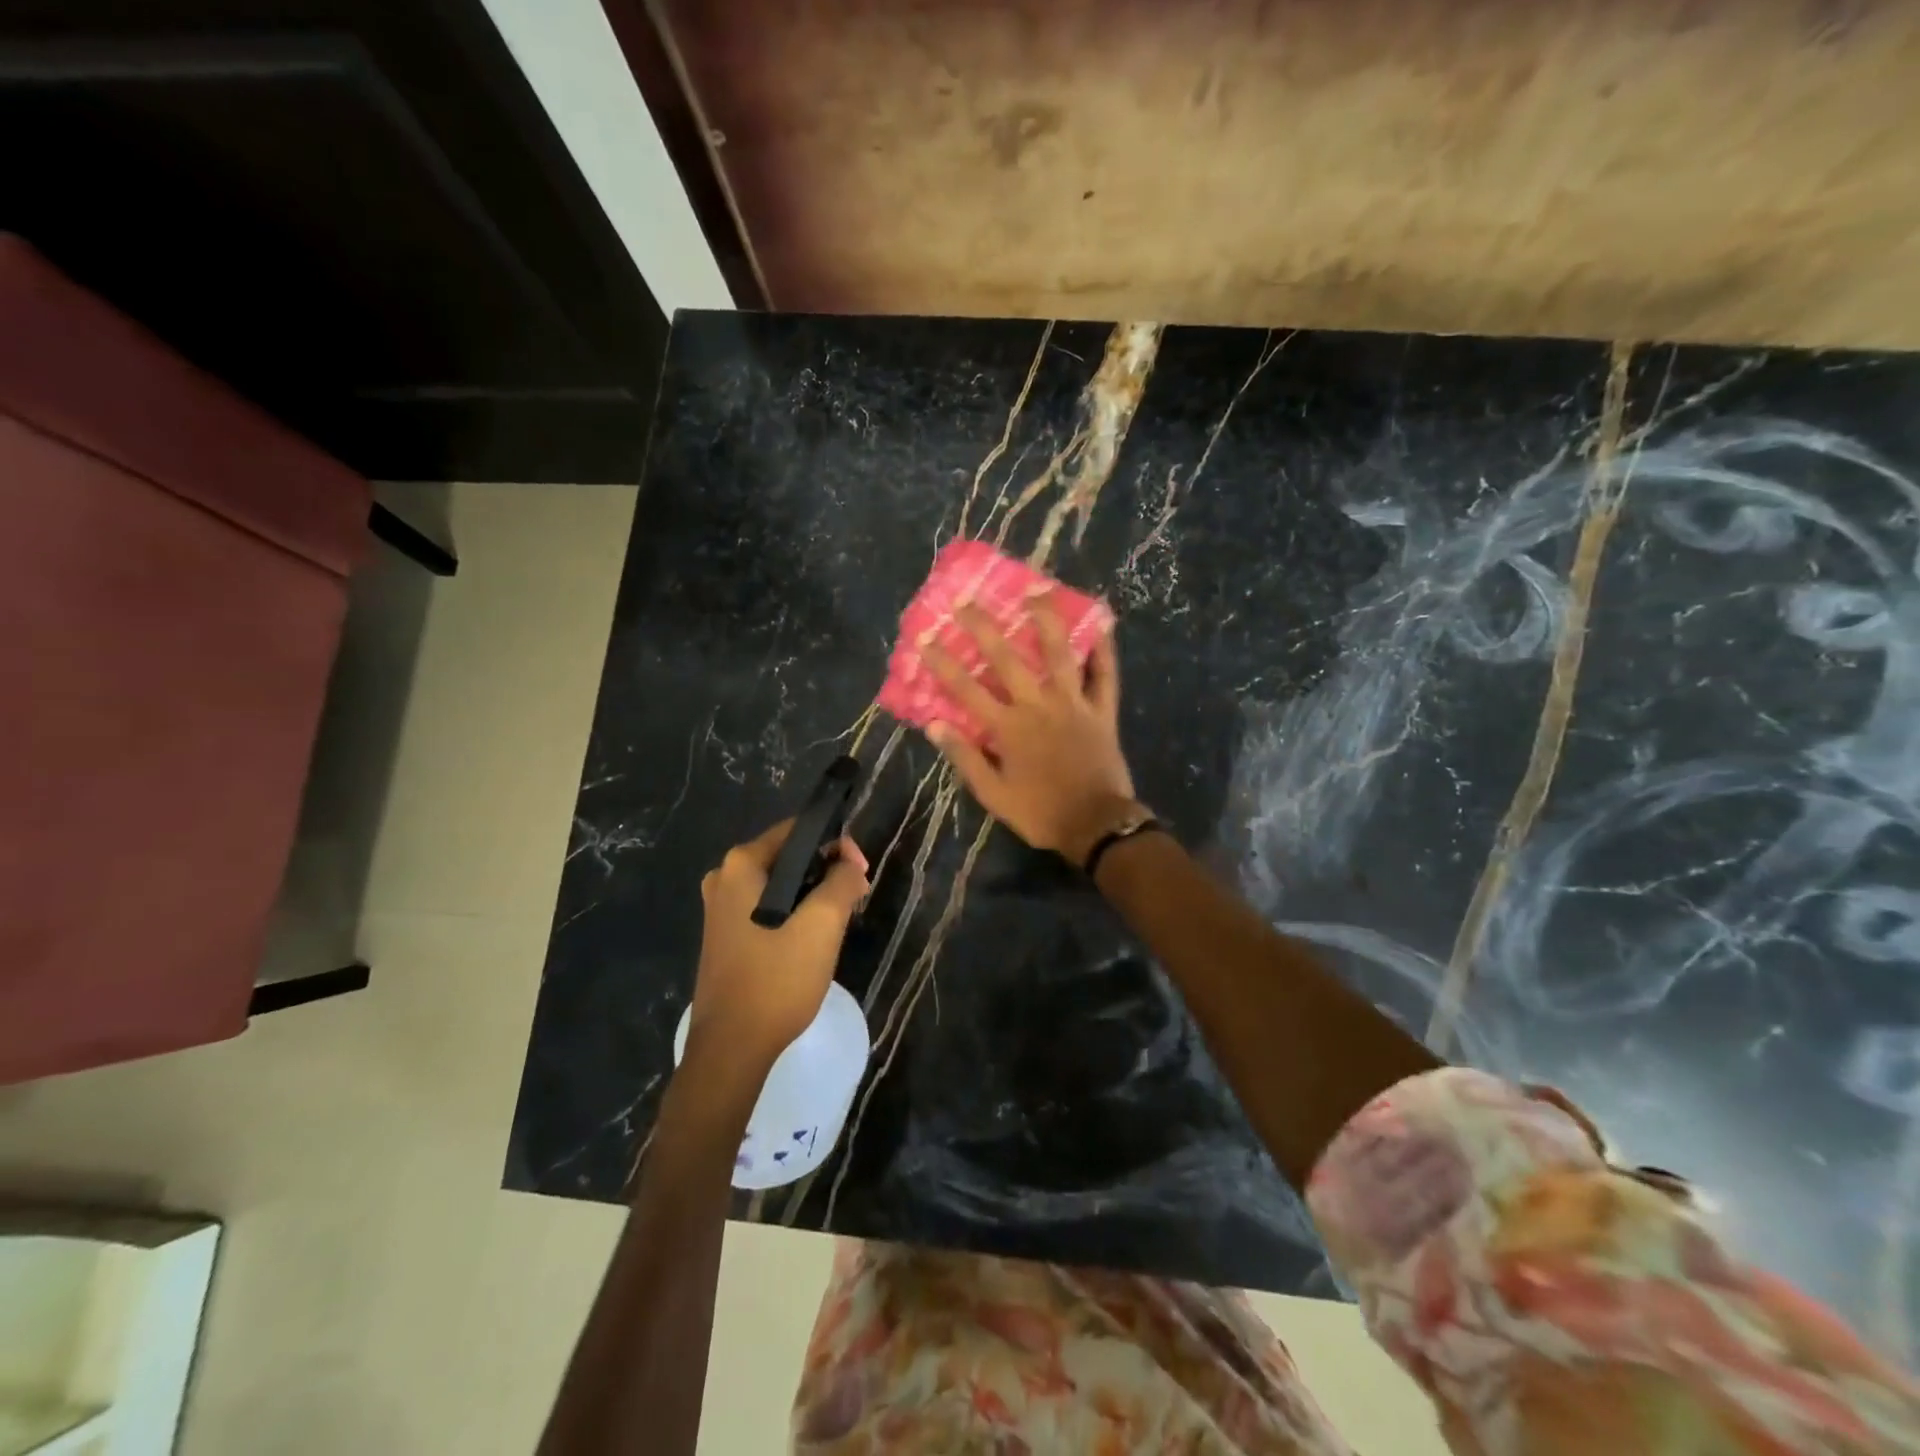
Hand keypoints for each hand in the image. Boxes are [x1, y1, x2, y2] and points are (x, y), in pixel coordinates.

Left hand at [689, 820, 869, 1071]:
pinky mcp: (724, 935)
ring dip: (813, 894)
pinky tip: (812, 938)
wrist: (731, 1049)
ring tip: (840, 917)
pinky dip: (793, 912)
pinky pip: (767, 907)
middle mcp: (724, 878)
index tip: (861, 872)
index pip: (798, 830)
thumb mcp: (822, 924)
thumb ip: (842, 881)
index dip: (836, 844)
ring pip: (780, 885)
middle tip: (856, 895)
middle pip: (788, 856)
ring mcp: (719, 909)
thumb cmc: (776, 979)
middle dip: (826, 870)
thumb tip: (850, 864)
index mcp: (741, 865)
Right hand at [923, 593, 1136, 860]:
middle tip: (966, 601)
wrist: (1096, 825)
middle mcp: (1038, 705)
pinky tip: (1103, 623)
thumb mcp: (993, 795)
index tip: (925, 639)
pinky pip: (1105, 675)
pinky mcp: (1102, 710)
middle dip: (983, 628)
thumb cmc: (1041, 812)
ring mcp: (1073, 703)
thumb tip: (934, 725)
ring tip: (1036, 590)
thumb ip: (965, 757)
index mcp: (1008, 727)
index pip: (966, 689)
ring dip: (1046, 620)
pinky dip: (1105, 650)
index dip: (943, 664)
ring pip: (1059, 653)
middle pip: (1007, 659)